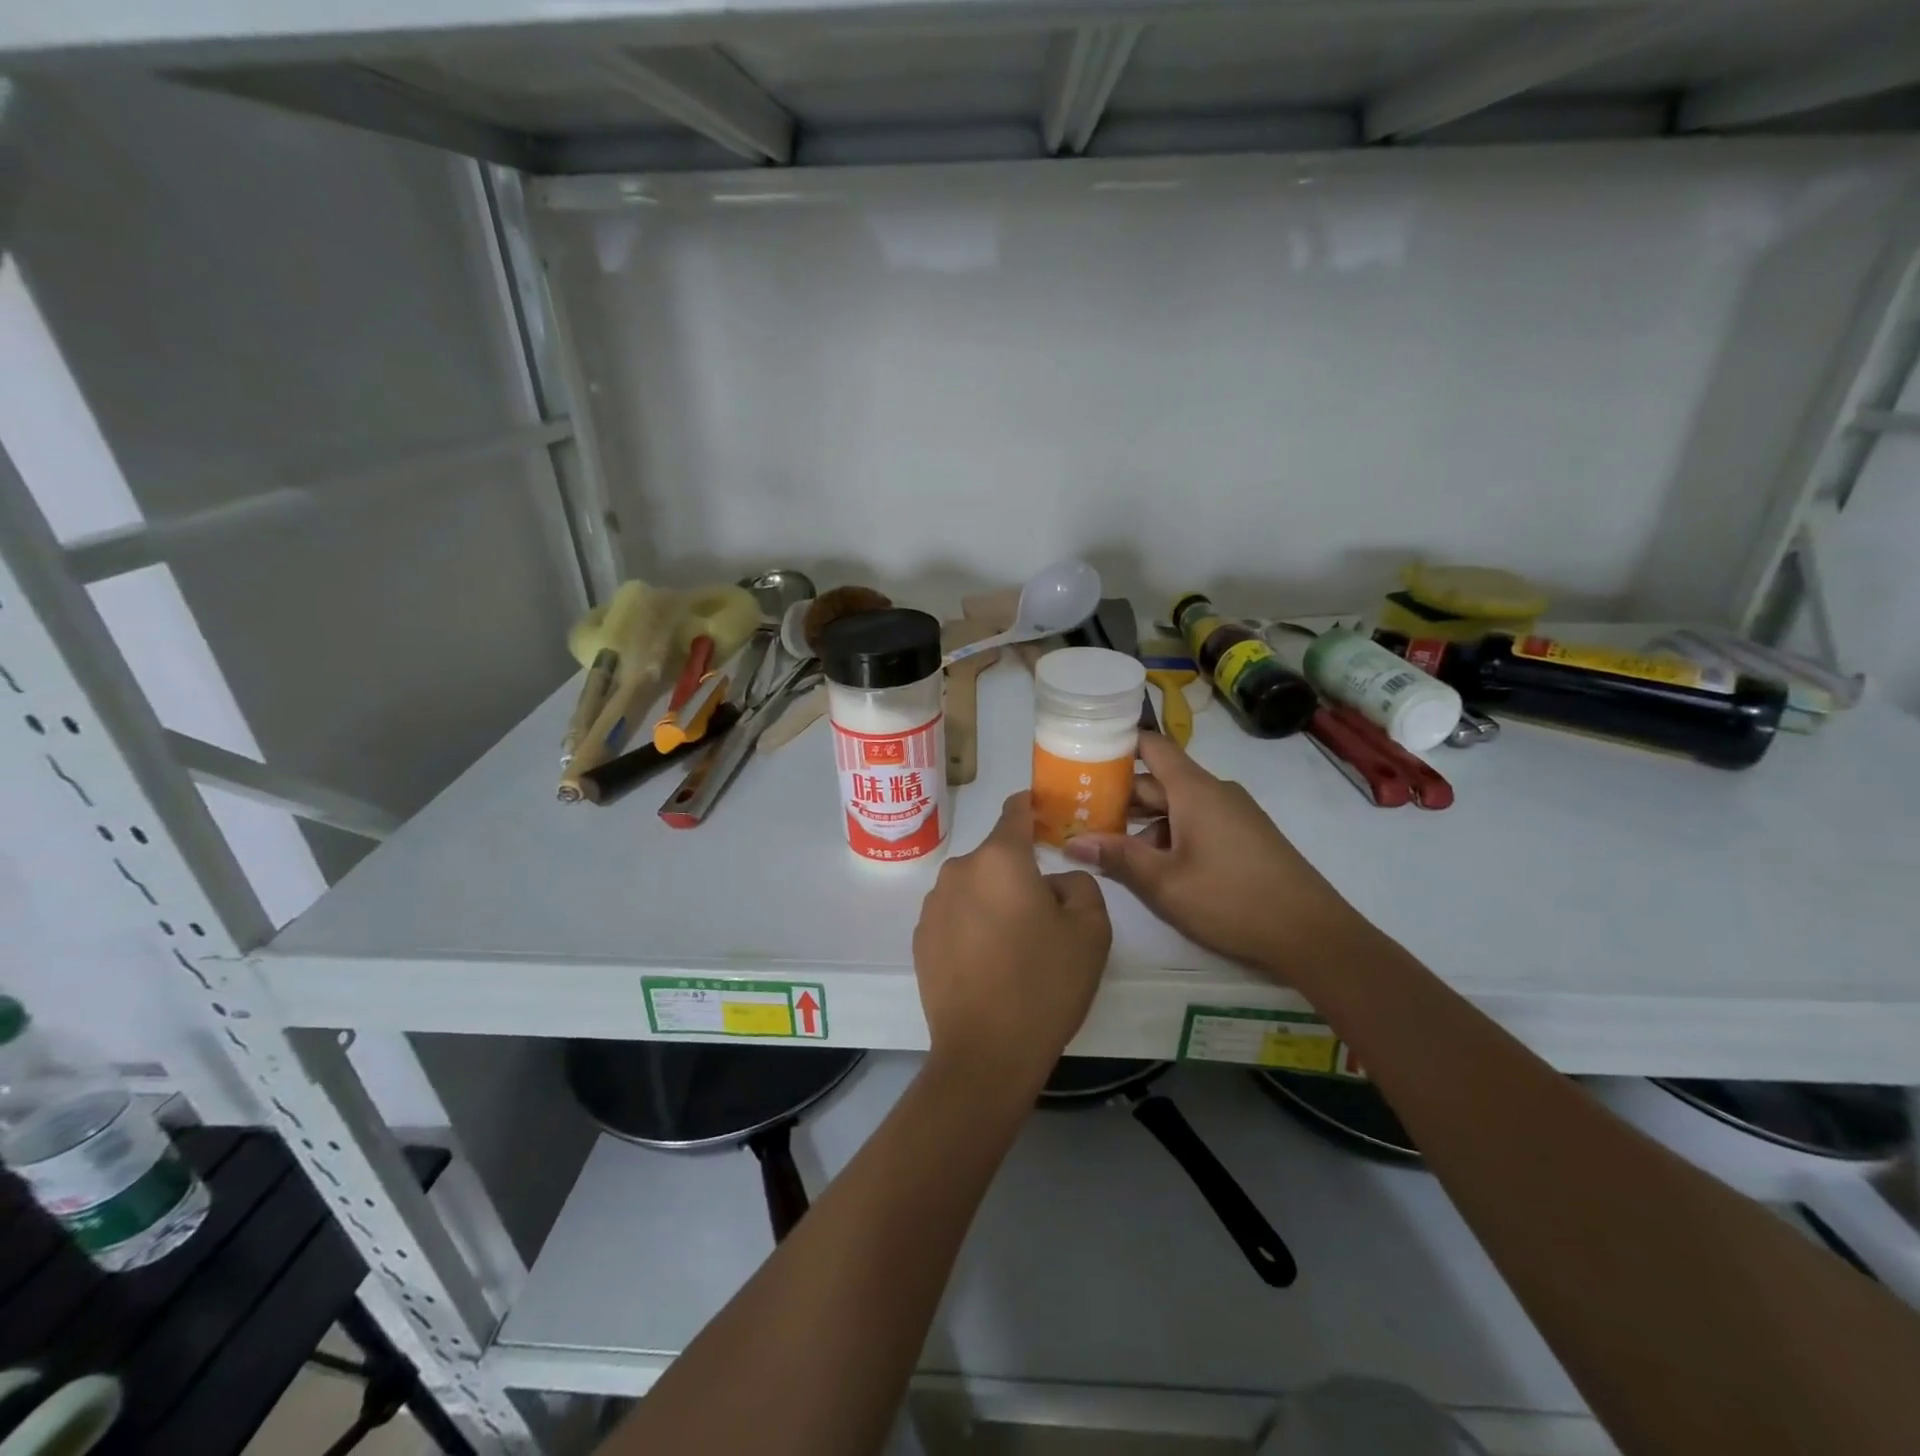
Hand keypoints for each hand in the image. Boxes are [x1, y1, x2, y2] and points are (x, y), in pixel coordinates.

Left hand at [913, 793, 1112, 1097]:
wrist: (985, 1054)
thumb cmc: (1044, 984)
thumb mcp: (1091, 930)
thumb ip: (1080, 884)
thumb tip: (1054, 881)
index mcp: (1000, 858)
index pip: (1016, 810)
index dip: (1035, 808)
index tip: (1051, 818)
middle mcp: (959, 870)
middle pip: (997, 856)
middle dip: (1021, 872)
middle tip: (1047, 911)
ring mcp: (933, 904)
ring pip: (975, 886)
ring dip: (995, 900)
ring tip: (1016, 945)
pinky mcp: (920, 937)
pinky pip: (956, 915)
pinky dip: (973, 925)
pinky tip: (989, 963)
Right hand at [1063, 733, 1366, 988]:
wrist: (1312, 934)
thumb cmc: (1231, 899)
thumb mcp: (1164, 882)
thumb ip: (1118, 857)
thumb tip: (1073, 843)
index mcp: (1194, 790)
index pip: (1152, 746)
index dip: (1118, 745)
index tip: (1084, 755)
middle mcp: (1214, 792)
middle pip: (1159, 780)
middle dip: (1120, 796)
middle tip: (1080, 813)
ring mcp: (1233, 814)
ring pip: (1177, 806)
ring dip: (1143, 822)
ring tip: (1107, 846)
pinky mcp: (1244, 837)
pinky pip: (1197, 822)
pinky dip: (1169, 835)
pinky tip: (1152, 866)